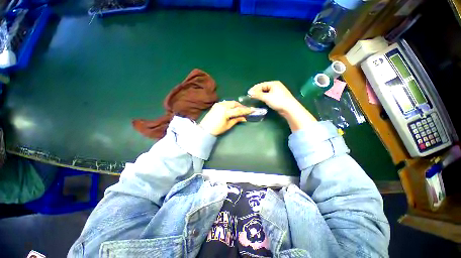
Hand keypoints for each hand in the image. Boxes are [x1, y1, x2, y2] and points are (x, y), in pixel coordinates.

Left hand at [199, 101, 253, 135]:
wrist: (205, 129)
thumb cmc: (217, 129)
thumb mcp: (228, 125)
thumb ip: (236, 120)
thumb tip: (244, 118)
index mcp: (226, 112)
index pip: (238, 110)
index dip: (246, 110)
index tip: (253, 109)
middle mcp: (222, 105)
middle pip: (235, 104)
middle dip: (241, 106)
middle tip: (246, 110)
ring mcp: (219, 104)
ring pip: (230, 102)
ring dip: (236, 105)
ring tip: (240, 109)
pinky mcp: (216, 104)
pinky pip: (226, 102)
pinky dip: (231, 104)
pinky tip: (233, 108)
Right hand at [248, 81, 315, 131]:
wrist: (289, 108)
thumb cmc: (278, 101)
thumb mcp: (267, 97)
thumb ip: (258, 95)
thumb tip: (250, 93)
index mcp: (274, 83)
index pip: (261, 85)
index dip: (254, 88)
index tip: (248, 93)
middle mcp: (276, 86)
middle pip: (263, 88)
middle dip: (257, 92)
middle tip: (251, 96)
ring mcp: (277, 92)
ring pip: (266, 92)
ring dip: (260, 95)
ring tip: (254, 98)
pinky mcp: (278, 97)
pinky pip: (268, 96)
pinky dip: (264, 97)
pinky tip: (261, 100)